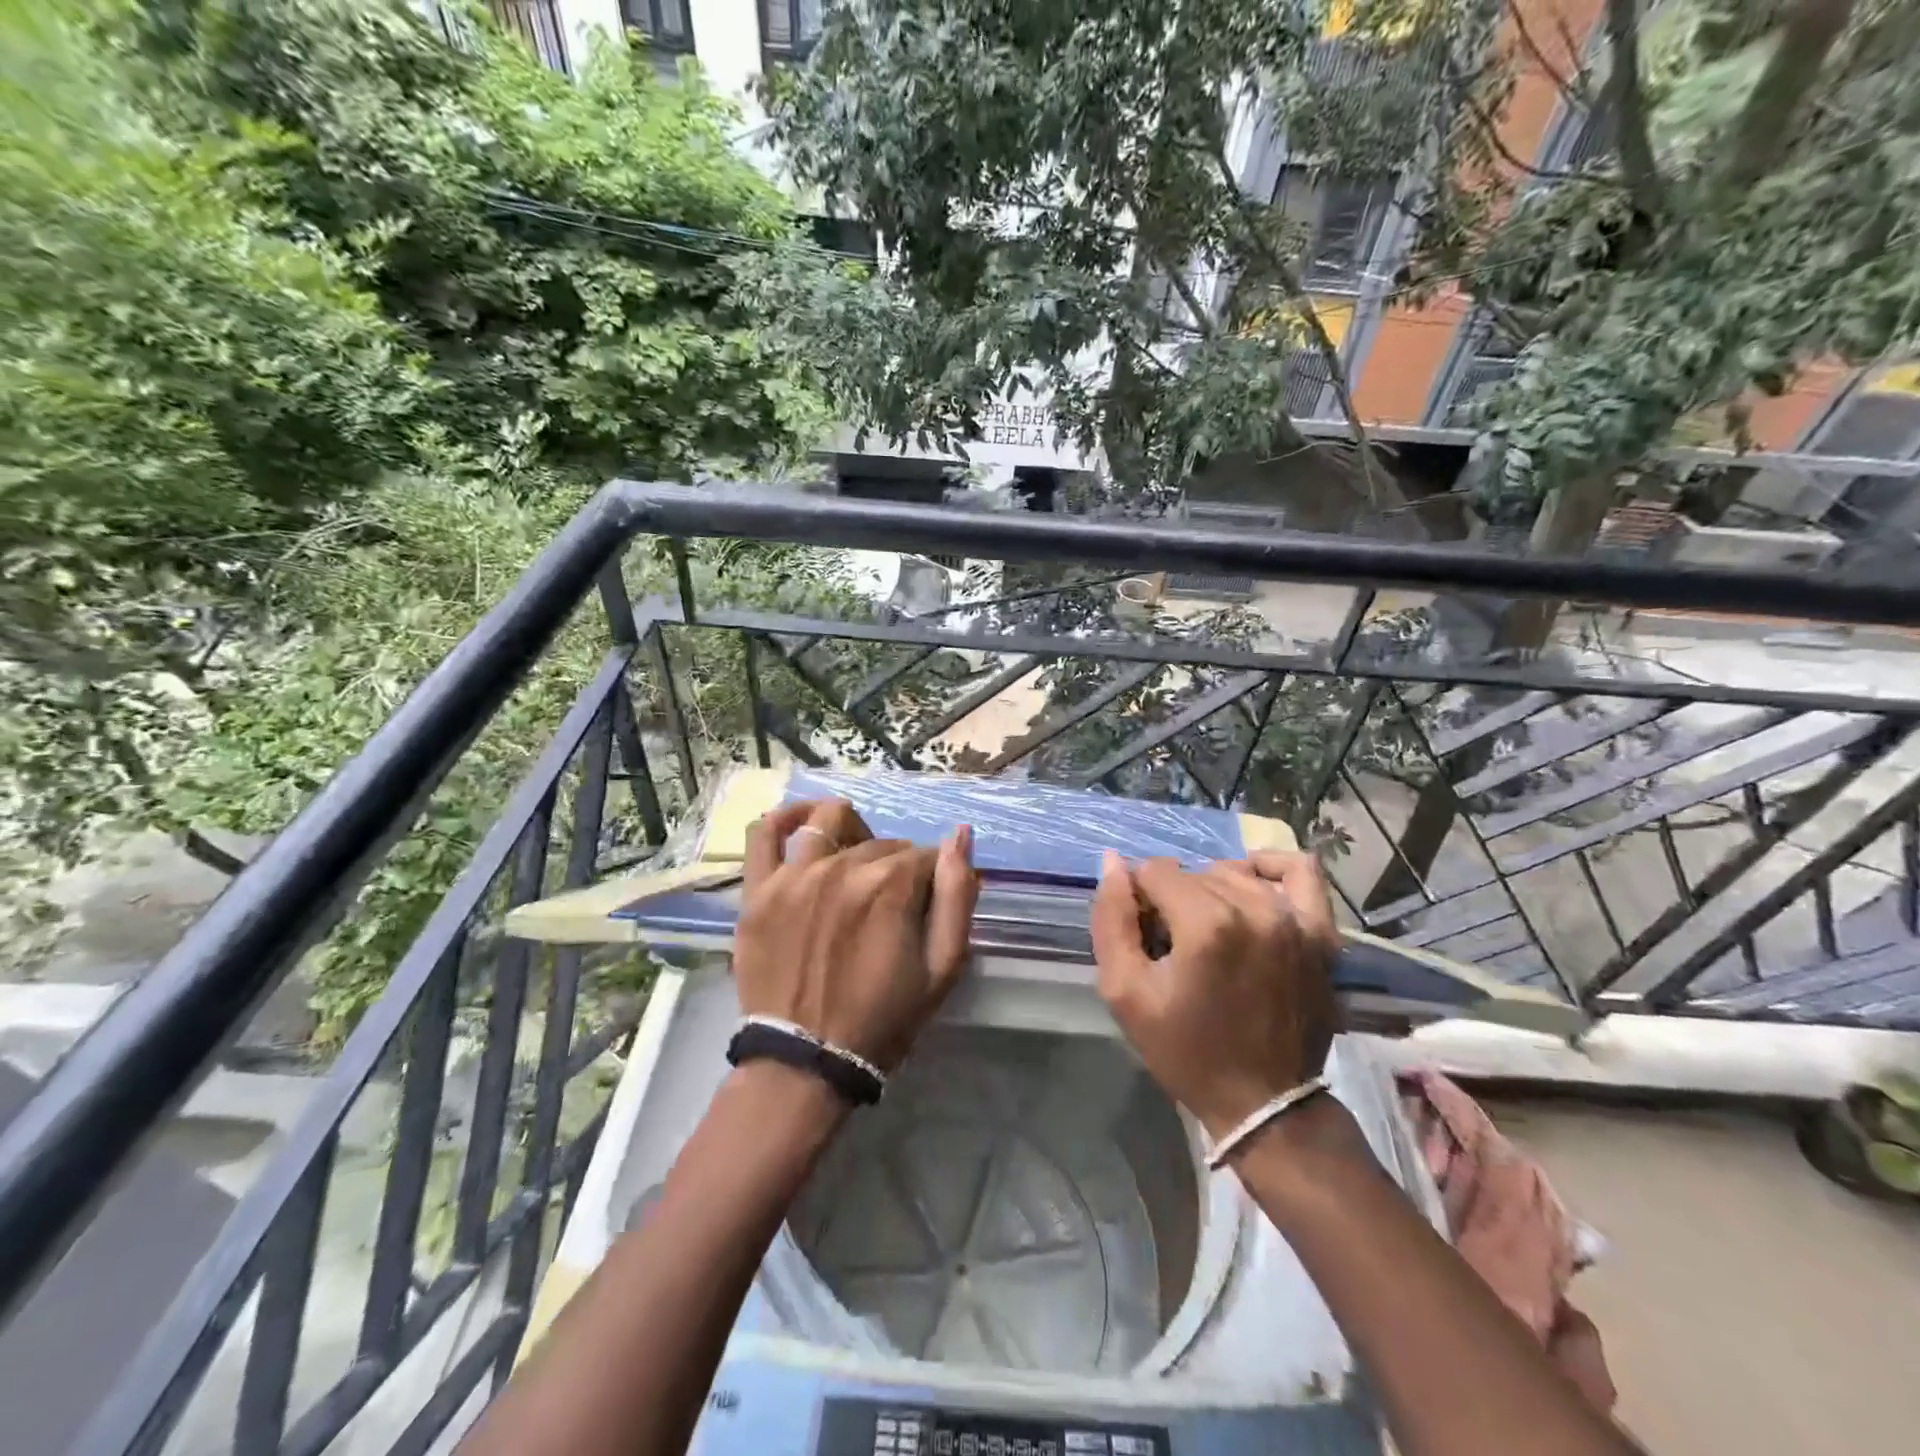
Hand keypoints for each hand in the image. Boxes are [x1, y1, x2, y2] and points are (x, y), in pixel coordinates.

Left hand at [734, 798, 978, 1069]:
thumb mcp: (942, 967)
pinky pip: (765, 833)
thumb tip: (961, 836)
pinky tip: (802, 820)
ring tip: (852, 863)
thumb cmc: (883, 1018)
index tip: (925, 908)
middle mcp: (842, 867)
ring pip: (831, 823)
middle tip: (889, 908)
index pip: (924, 856)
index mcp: (891, 886)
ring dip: (851, 834)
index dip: (931, 880)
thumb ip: (957, 897)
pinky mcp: (759, 890)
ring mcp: (795, 875)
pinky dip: (785, 816)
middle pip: (881, 843)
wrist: (806, 1061)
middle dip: (895, 866)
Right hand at [1090, 849, 1339, 1139]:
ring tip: (1208, 933)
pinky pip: (1300, 871)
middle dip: (1172, 899)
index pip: (1154, 872)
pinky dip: (1270, 868)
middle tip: (1173, 944)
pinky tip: (1251, 886)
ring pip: (1234, 873)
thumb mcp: (1124, 992)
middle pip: (1193, 872)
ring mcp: (1295, 920)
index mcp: (1207, 924)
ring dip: (1211, 892)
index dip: (1139, 900)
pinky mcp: (1322, 934)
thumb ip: (1111, 919)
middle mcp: (1255, 909)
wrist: (1264, 1104)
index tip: (1144, 937)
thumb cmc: (1185, 1051)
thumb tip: (1113, 861)